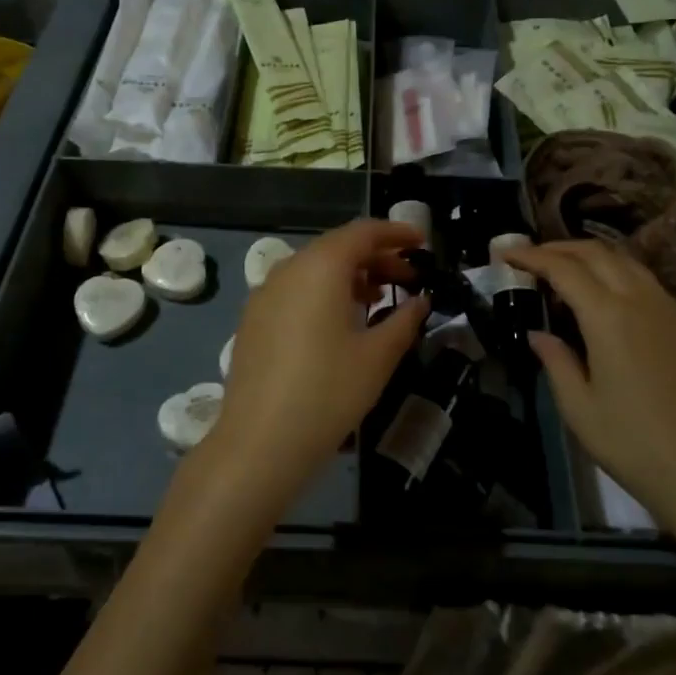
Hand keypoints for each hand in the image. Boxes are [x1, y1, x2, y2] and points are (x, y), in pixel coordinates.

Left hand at [212, 220, 428, 498]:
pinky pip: (295, 290)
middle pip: (337, 247)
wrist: (259, 442)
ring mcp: (265, 294)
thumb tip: (420, 301)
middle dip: (376, 256)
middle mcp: (288, 270)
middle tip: (409, 276)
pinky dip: (324, 292)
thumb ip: (404, 320)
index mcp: (320, 267)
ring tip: (379, 298)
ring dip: (350, 275)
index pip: (363, 232)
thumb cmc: (328, 392)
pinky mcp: (253, 320)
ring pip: (314, 269)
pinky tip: (340, 322)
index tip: (422, 243)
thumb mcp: (377, 356)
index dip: (396, 233)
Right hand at [503, 240, 675, 531]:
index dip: (533, 257)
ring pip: (629, 263)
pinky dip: (621, 278)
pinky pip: (651, 286)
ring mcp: (674, 312)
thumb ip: (556, 361)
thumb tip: (539, 334)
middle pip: (598, 253)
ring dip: (593, 258)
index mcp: (609, 317)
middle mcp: (643, 301)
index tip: (508, 254)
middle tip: (533, 256)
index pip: (564, 269)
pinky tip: (610, 302)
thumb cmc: (633, 444)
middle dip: (561, 247)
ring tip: (567, 272)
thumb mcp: (579, 408)